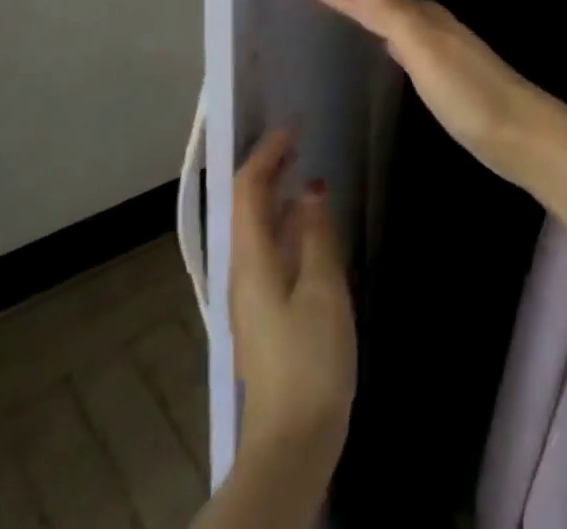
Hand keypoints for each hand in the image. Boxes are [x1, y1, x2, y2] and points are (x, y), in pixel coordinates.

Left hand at [228, 129, 355, 488]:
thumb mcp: (322, 289)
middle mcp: (244, 270)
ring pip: (259, 228)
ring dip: (277, 194)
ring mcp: (252, 295)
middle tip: (299, 139)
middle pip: (248, 207)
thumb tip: (312, 189)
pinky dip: (287, 224)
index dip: (267, 153)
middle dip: (269, 168)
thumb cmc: (309, 359)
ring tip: (305, 170)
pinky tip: (310, 226)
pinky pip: (271, 250)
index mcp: (252, 259)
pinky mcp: (266, 313)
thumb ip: (316, 234)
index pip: (248, 189)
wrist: (294, 440)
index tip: (293, 125)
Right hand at [302, 0, 557, 187]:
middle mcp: (428, 26)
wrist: (520, 133)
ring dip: (363, 10)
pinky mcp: (442, 76)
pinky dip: (385, 37)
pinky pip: (401, 44)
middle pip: (377, 3)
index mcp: (421, 17)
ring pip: (389, 21)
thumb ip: (394, 8)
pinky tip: (386, 46)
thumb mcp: (425, 48)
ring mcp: (437, 50)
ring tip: (338, 3)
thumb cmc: (469, 92)